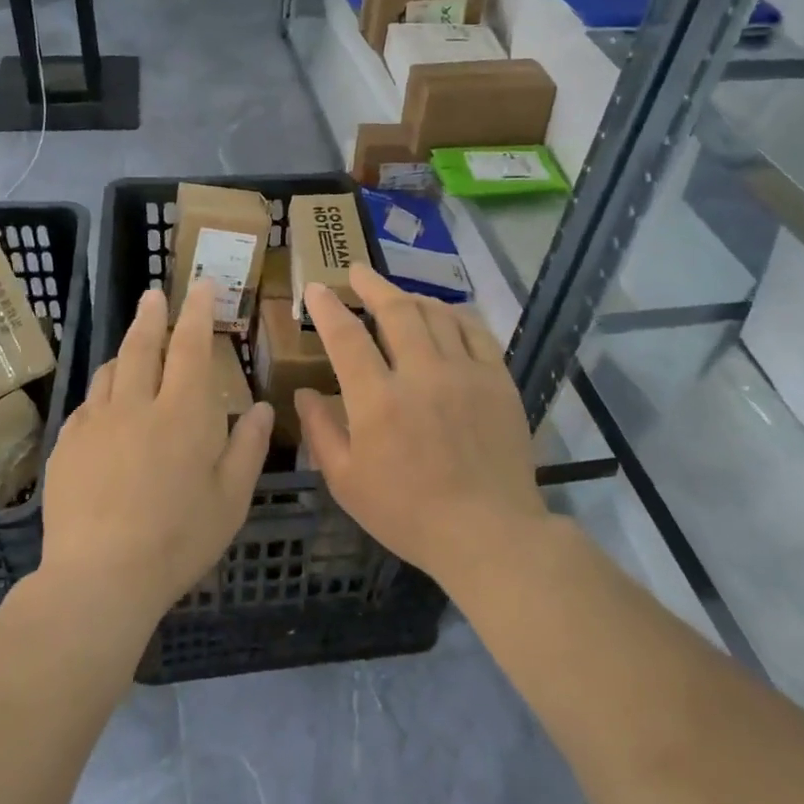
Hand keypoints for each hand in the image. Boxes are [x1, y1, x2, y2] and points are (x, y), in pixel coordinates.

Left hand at [39, 282, 273, 631]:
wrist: (100, 577)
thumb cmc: (178, 539)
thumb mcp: (231, 499)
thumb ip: (248, 448)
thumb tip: (263, 407)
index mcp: (183, 413)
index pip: (191, 346)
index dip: (197, 312)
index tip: (200, 284)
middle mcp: (136, 405)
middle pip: (141, 346)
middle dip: (151, 316)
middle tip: (154, 295)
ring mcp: (94, 424)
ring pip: (109, 372)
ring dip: (123, 352)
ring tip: (131, 347)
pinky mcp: (66, 446)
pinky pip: (86, 406)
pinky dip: (101, 394)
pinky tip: (104, 407)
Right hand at [296, 266, 545, 585]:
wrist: (488, 532)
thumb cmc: (408, 514)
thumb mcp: (346, 483)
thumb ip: (321, 432)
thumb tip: (305, 393)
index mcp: (378, 401)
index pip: (347, 336)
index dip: (327, 307)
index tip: (316, 288)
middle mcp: (421, 374)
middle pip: (396, 310)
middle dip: (372, 285)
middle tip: (356, 271)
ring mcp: (465, 373)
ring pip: (436, 314)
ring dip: (411, 296)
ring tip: (396, 294)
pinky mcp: (497, 380)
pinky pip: (476, 330)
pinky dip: (455, 314)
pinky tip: (445, 312)